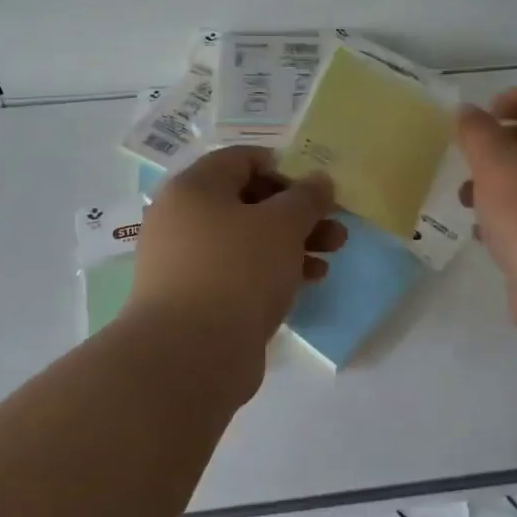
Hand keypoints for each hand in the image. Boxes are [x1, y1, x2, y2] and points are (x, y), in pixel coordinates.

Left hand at [126, 147, 345, 367]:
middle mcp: (182, 219)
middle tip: (334, 228)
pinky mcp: (195, 298)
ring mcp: (185, 262)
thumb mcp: (282, 225)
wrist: (189, 356)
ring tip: (331, 257)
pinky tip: (307, 283)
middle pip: (248, 202)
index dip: (285, 169)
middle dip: (297, 213)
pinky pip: (239, 272)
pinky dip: (272, 271)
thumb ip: (306, 198)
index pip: (242, 159)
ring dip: (292, 244)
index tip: (317, 190)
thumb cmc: (237, 272)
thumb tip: (319, 181)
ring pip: (247, 240)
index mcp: (194, 188)